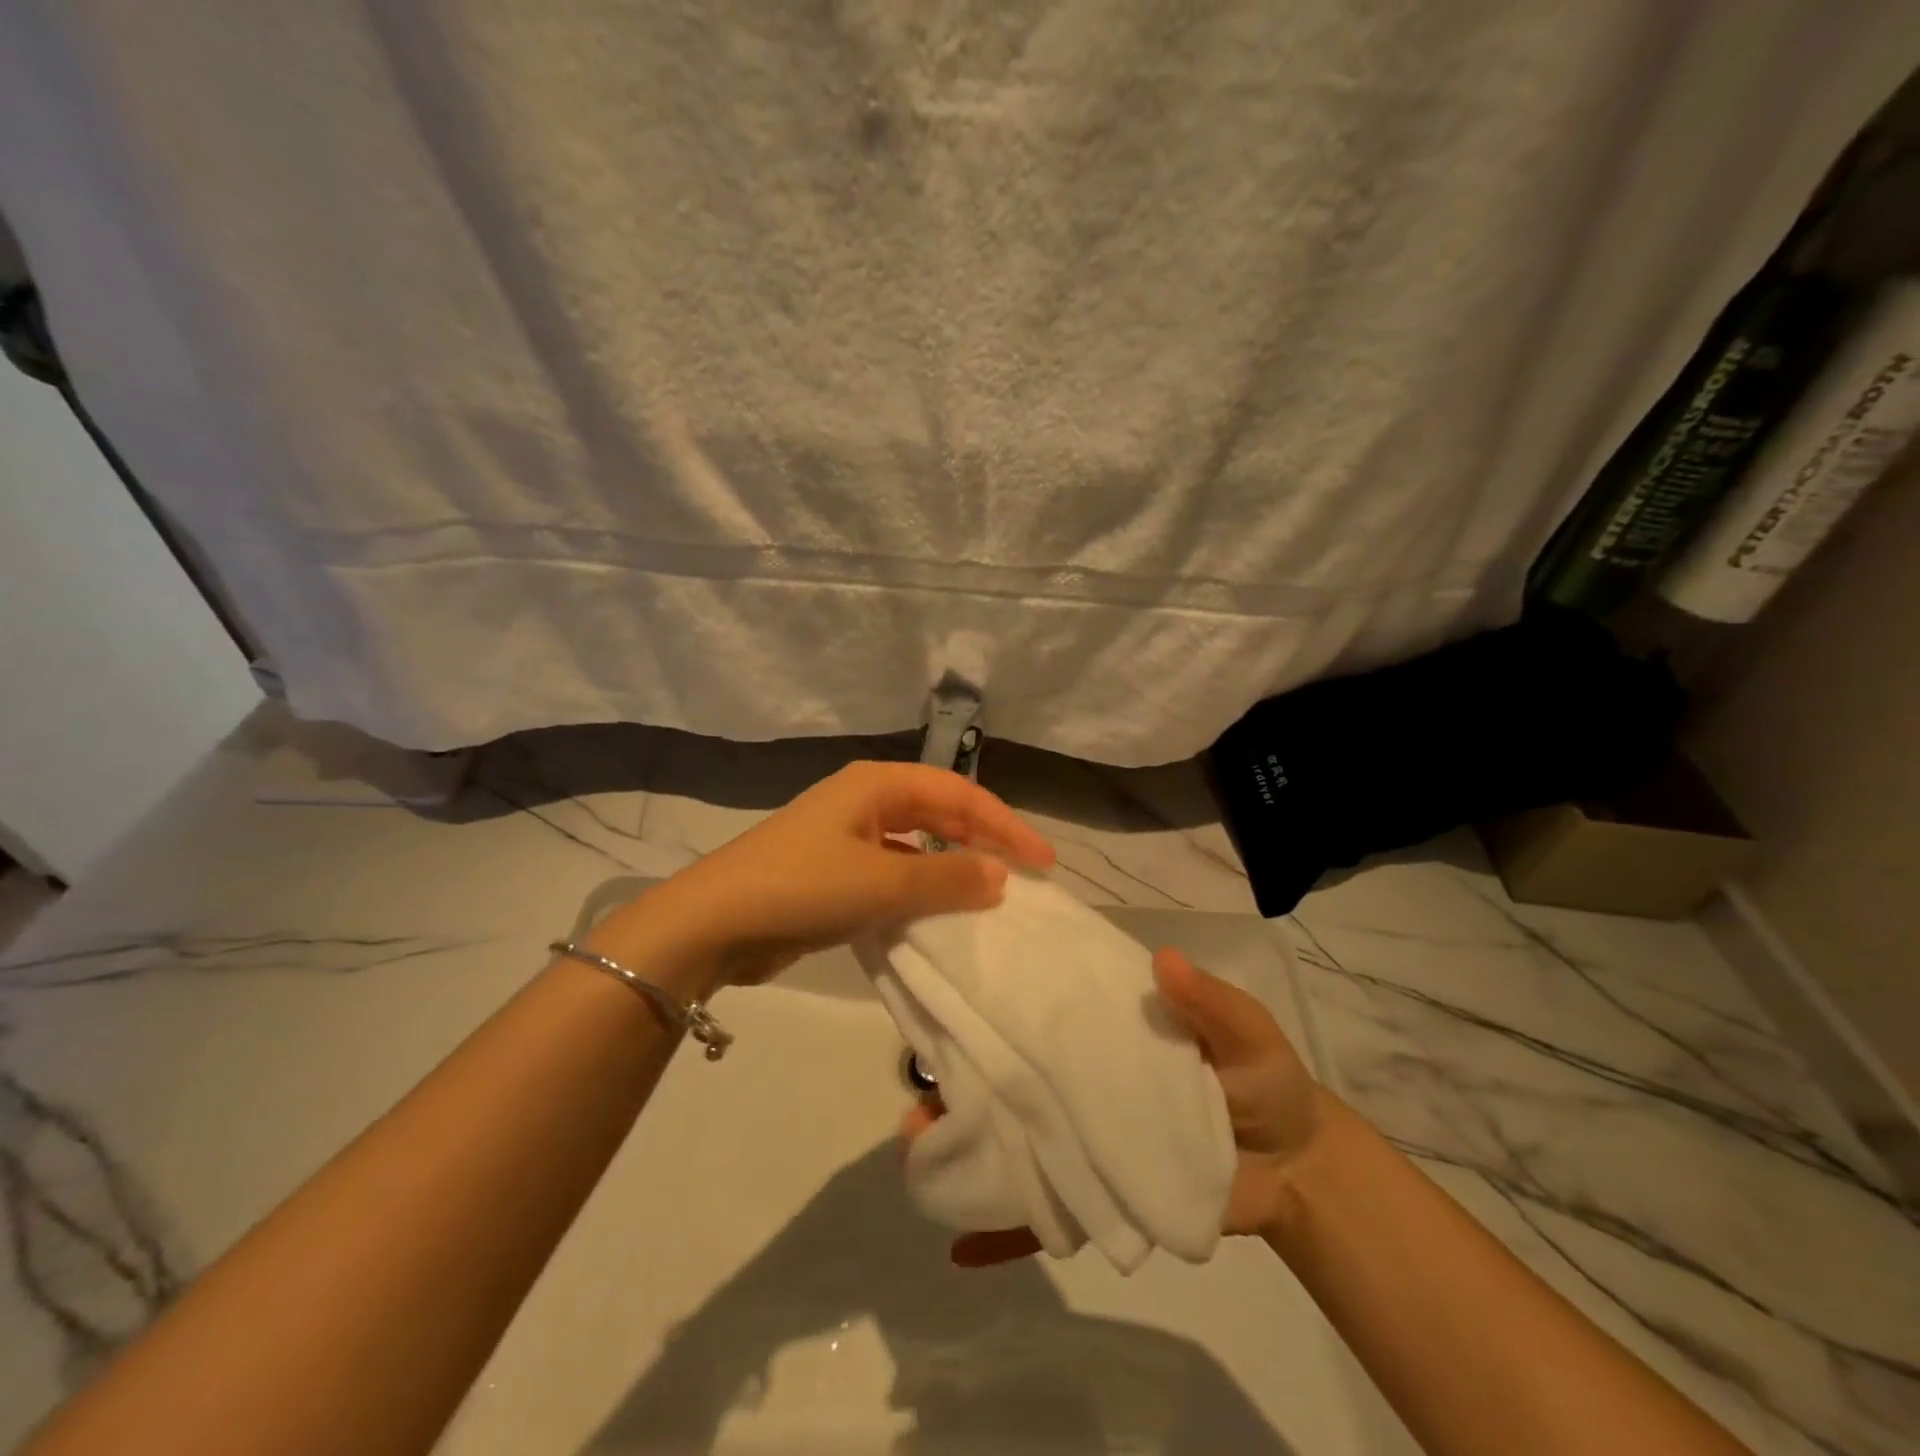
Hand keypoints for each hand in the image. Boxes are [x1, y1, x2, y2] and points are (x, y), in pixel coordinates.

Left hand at [610, 761, 1054, 987]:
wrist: (713, 924)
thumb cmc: (802, 886)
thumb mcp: (882, 882)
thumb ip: (947, 877)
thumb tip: (1001, 876)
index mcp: (876, 785)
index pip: (958, 794)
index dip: (1004, 825)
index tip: (1042, 862)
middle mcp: (863, 802)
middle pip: (939, 813)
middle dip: (982, 841)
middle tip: (1023, 876)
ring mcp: (845, 837)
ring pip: (916, 845)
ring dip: (951, 867)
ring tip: (989, 895)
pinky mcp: (833, 873)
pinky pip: (892, 873)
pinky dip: (920, 889)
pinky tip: (936, 914)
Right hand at [909, 947, 1331, 1264]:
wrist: (1296, 1168)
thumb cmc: (1263, 1081)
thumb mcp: (1245, 1031)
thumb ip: (1209, 1001)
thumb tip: (1164, 960)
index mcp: (1102, 1031)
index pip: (1040, 1011)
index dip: (994, 1003)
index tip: (946, 996)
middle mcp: (1079, 1080)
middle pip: (1009, 1076)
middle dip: (958, 1078)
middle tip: (916, 1087)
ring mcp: (1085, 1140)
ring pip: (1015, 1140)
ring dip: (965, 1147)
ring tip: (920, 1150)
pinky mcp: (1099, 1197)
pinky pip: (1046, 1218)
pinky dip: (1002, 1234)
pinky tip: (958, 1247)